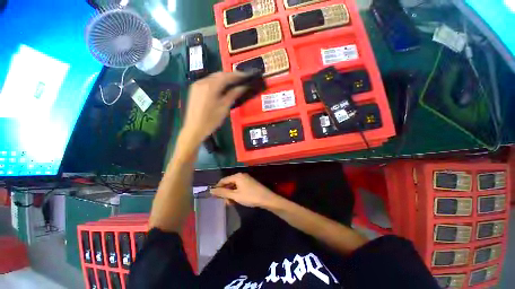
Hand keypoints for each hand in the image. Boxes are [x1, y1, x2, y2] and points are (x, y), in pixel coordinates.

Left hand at [182, 72, 248, 144]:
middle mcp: (202, 82)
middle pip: (219, 74)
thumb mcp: (224, 108)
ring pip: (213, 77)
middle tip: (241, 80)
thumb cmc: (211, 120)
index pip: (226, 76)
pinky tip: (222, 88)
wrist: (193, 129)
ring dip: (224, 79)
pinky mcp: (194, 89)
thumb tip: (243, 87)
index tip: (247, 76)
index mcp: (210, 86)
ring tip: (234, 83)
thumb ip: (233, 95)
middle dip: (231, 76)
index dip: (238, 75)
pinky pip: (208, 81)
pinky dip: (216, 82)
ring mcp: (197, 85)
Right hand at [211, 173, 280, 208]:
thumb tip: (211, 190)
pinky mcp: (249, 183)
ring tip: (231, 203)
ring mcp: (246, 179)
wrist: (266, 198)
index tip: (214, 197)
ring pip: (234, 186)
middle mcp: (241, 176)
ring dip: (231, 195)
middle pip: (229, 183)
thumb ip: (223, 192)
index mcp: (237, 176)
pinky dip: (236, 194)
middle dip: (226, 193)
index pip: (223, 180)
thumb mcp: (235, 195)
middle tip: (226, 203)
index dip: (218, 188)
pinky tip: (236, 200)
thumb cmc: (250, 196)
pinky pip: (239, 187)